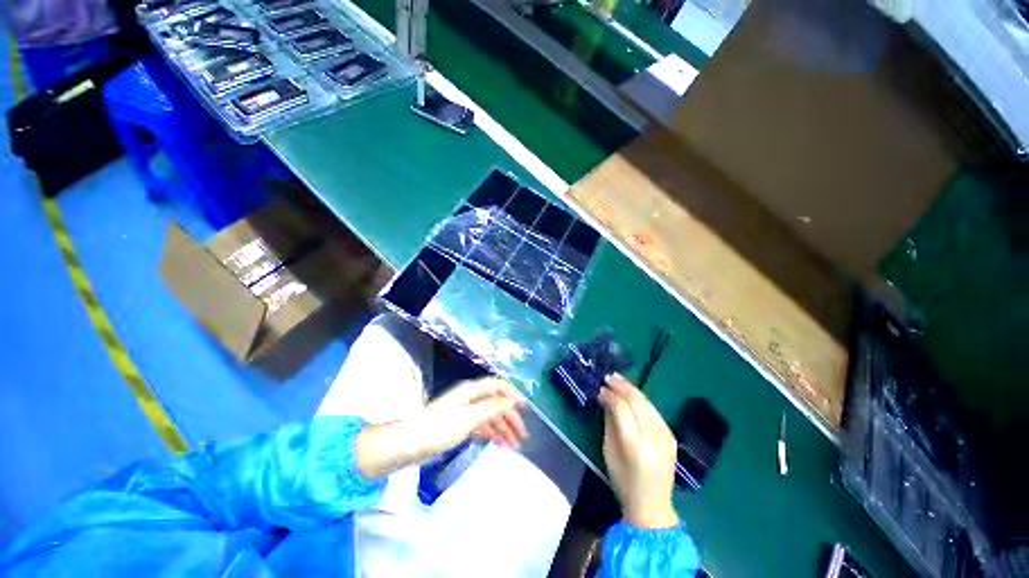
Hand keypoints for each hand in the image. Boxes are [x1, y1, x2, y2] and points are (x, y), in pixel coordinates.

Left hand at [357, 377, 527, 478]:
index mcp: (471, 391)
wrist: (408, 445)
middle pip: (496, 403)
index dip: (513, 394)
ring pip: (489, 416)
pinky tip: (499, 445)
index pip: (497, 386)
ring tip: (514, 445)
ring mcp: (465, 412)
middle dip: (510, 417)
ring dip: (503, 429)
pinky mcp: (459, 425)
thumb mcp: (468, 418)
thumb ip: (492, 408)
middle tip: (523, 436)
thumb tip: (513, 400)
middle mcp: (470, 398)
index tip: (526, 409)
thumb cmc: (438, 428)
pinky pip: (481, 426)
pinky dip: (491, 434)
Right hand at [598, 373, 679, 528]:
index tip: (601, 388)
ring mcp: (666, 436)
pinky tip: (631, 393)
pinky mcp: (672, 436)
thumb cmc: (623, 480)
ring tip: (618, 379)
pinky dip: (641, 400)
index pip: (622, 409)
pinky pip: (654, 411)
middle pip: (638, 402)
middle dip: (622, 386)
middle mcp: (654, 437)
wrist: (652, 505)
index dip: (611, 395)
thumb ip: (609, 422)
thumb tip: (605, 398)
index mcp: (635, 444)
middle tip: (609, 376)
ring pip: (648, 403)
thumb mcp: (609, 451)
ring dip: (632, 389)